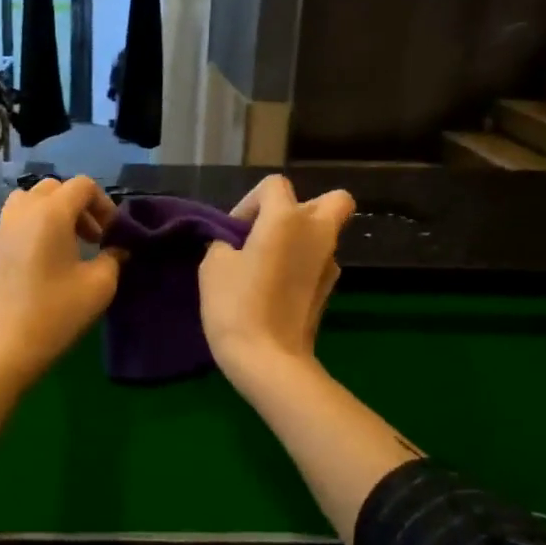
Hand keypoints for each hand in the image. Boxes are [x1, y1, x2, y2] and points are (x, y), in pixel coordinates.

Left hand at [0, 176, 122, 388]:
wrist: (2, 348)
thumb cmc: (56, 314)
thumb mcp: (99, 286)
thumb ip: (113, 258)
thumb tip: (117, 248)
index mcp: (50, 213)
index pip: (82, 185)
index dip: (103, 204)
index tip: (111, 233)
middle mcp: (21, 212)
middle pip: (53, 188)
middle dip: (77, 206)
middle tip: (92, 238)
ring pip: (27, 202)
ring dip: (51, 213)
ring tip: (64, 245)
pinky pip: (13, 224)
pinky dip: (31, 229)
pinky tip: (40, 263)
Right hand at [200, 175, 354, 389]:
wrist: (268, 359)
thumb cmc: (236, 304)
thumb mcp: (213, 264)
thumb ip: (226, 241)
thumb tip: (236, 244)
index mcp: (287, 218)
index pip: (274, 185)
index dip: (250, 202)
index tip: (234, 233)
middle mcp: (318, 233)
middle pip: (331, 200)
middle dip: (302, 208)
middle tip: (271, 232)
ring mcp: (330, 264)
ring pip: (324, 234)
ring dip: (300, 240)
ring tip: (268, 266)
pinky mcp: (329, 290)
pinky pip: (318, 263)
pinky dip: (301, 267)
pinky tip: (277, 289)